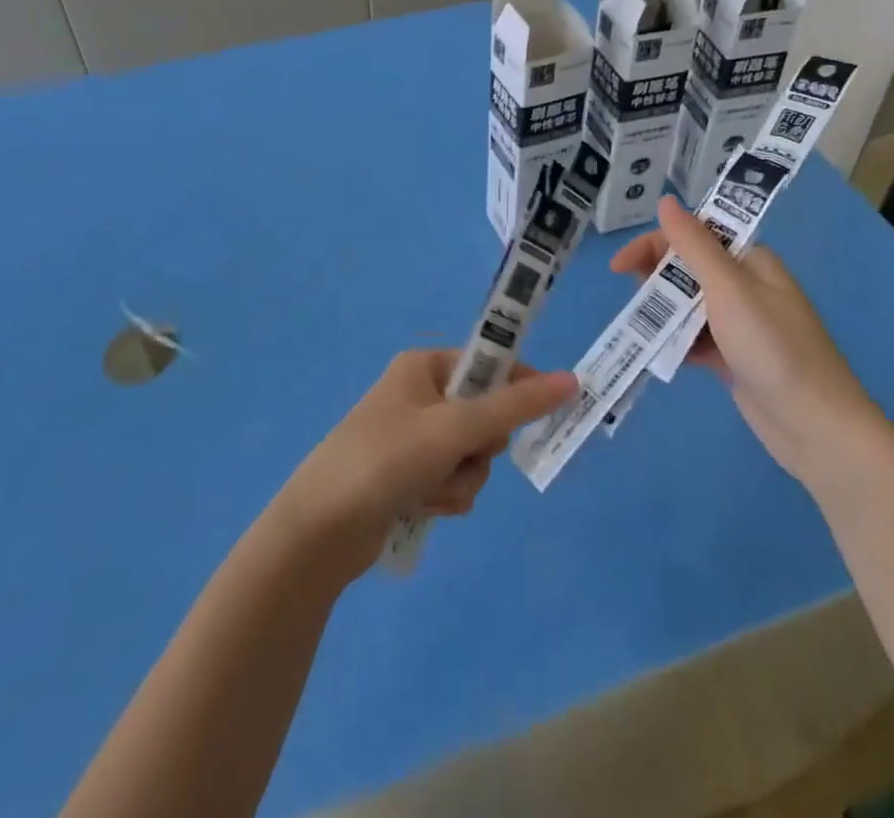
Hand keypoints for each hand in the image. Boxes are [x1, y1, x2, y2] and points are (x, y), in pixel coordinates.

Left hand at [271, 349, 576, 580]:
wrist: (321, 529)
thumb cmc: (387, 459)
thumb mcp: (454, 427)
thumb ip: (514, 406)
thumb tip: (571, 380)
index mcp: (424, 366)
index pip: (490, 365)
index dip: (520, 387)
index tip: (549, 411)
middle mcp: (419, 394)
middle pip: (484, 415)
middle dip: (480, 447)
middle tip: (461, 454)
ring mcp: (413, 437)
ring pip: (472, 454)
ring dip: (461, 478)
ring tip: (430, 489)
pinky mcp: (409, 475)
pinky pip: (452, 479)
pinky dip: (446, 496)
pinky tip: (421, 507)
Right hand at [611, 198, 882, 483]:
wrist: (817, 428)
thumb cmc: (773, 348)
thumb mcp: (728, 289)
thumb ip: (694, 245)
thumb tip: (666, 201)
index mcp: (750, 261)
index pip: (694, 235)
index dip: (655, 243)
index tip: (620, 267)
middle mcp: (746, 286)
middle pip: (689, 268)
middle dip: (657, 278)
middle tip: (635, 299)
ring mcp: (740, 324)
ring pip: (688, 304)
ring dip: (664, 312)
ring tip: (643, 328)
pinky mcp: (734, 357)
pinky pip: (695, 338)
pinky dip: (676, 341)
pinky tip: (660, 353)